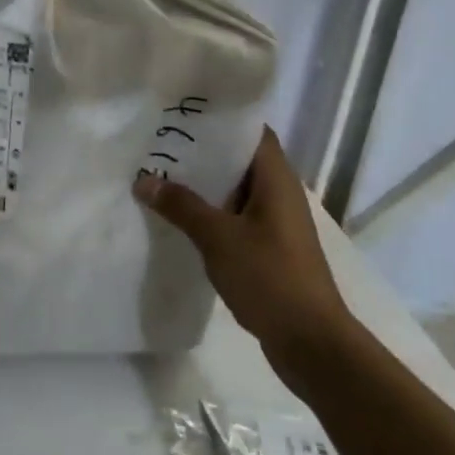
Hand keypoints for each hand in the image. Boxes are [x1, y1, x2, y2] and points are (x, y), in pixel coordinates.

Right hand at [132, 128, 351, 356]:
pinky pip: (235, 217)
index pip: (251, 131)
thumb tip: (144, 180)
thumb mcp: (218, 238)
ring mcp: (276, 223)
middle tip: (160, 143)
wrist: (310, 341)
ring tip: (161, 175)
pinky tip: (179, 218)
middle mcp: (280, 194)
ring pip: (235, 190)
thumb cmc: (269, 277)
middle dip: (202, 152)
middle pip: (239, 159)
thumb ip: (181, 205)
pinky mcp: (269, 248)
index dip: (221, 119)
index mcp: (276, 179)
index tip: (184, 112)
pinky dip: (211, 212)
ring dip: (203, 185)